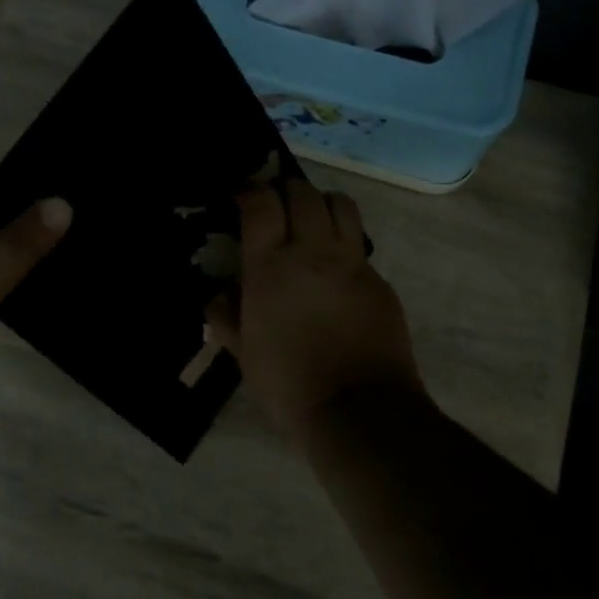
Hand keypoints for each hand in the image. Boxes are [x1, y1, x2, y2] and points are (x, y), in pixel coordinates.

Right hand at [208, 178, 422, 450]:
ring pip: (340, 205)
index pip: (261, 203)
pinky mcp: (379, 281)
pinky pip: (358, 246)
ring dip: (321, 203)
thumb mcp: (243, 353)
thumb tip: (219, 296)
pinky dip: (343, 244)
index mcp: (270, 267)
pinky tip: (334, 270)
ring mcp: (351, 264)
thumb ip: (226, 317)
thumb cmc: (288, 383)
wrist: (359, 410)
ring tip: (311, 220)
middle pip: (303, 192)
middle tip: (276, 204)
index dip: (250, 191)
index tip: (242, 197)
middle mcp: (312, 252)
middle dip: (285, 189)